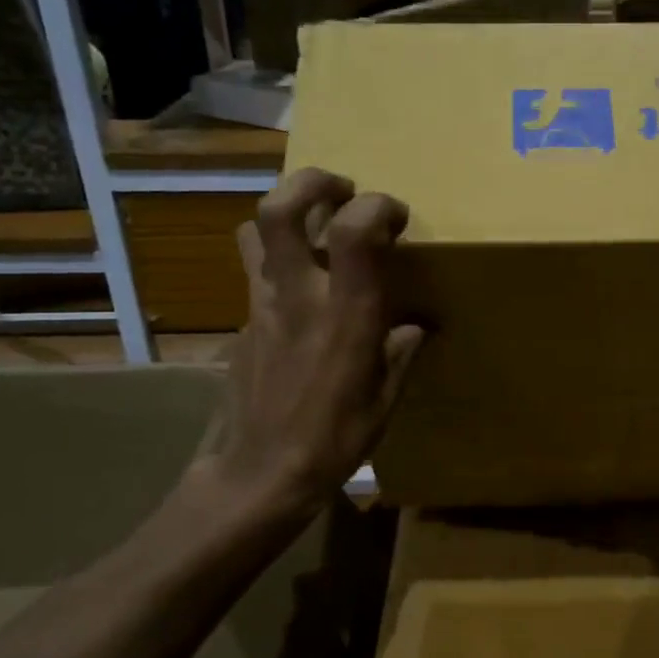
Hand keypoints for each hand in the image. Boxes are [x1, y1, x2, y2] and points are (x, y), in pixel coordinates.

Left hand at [182, 167, 422, 531]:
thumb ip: (401, 352)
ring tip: (315, 227)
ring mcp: (261, 305)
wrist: (257, 475)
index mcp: (345, 314)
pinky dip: (279, 261)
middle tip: (343, 190)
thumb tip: (416, 326)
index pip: (353, 230)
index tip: (396, 217)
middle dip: (312, 182)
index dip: (377, 206)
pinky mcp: (242, 321)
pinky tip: (302, 292)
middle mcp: (298, 296)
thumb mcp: (384, 398)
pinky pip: (256, 271)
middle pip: (280, 209)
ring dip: (285, 214)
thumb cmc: (333, 440)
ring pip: (253, 230)